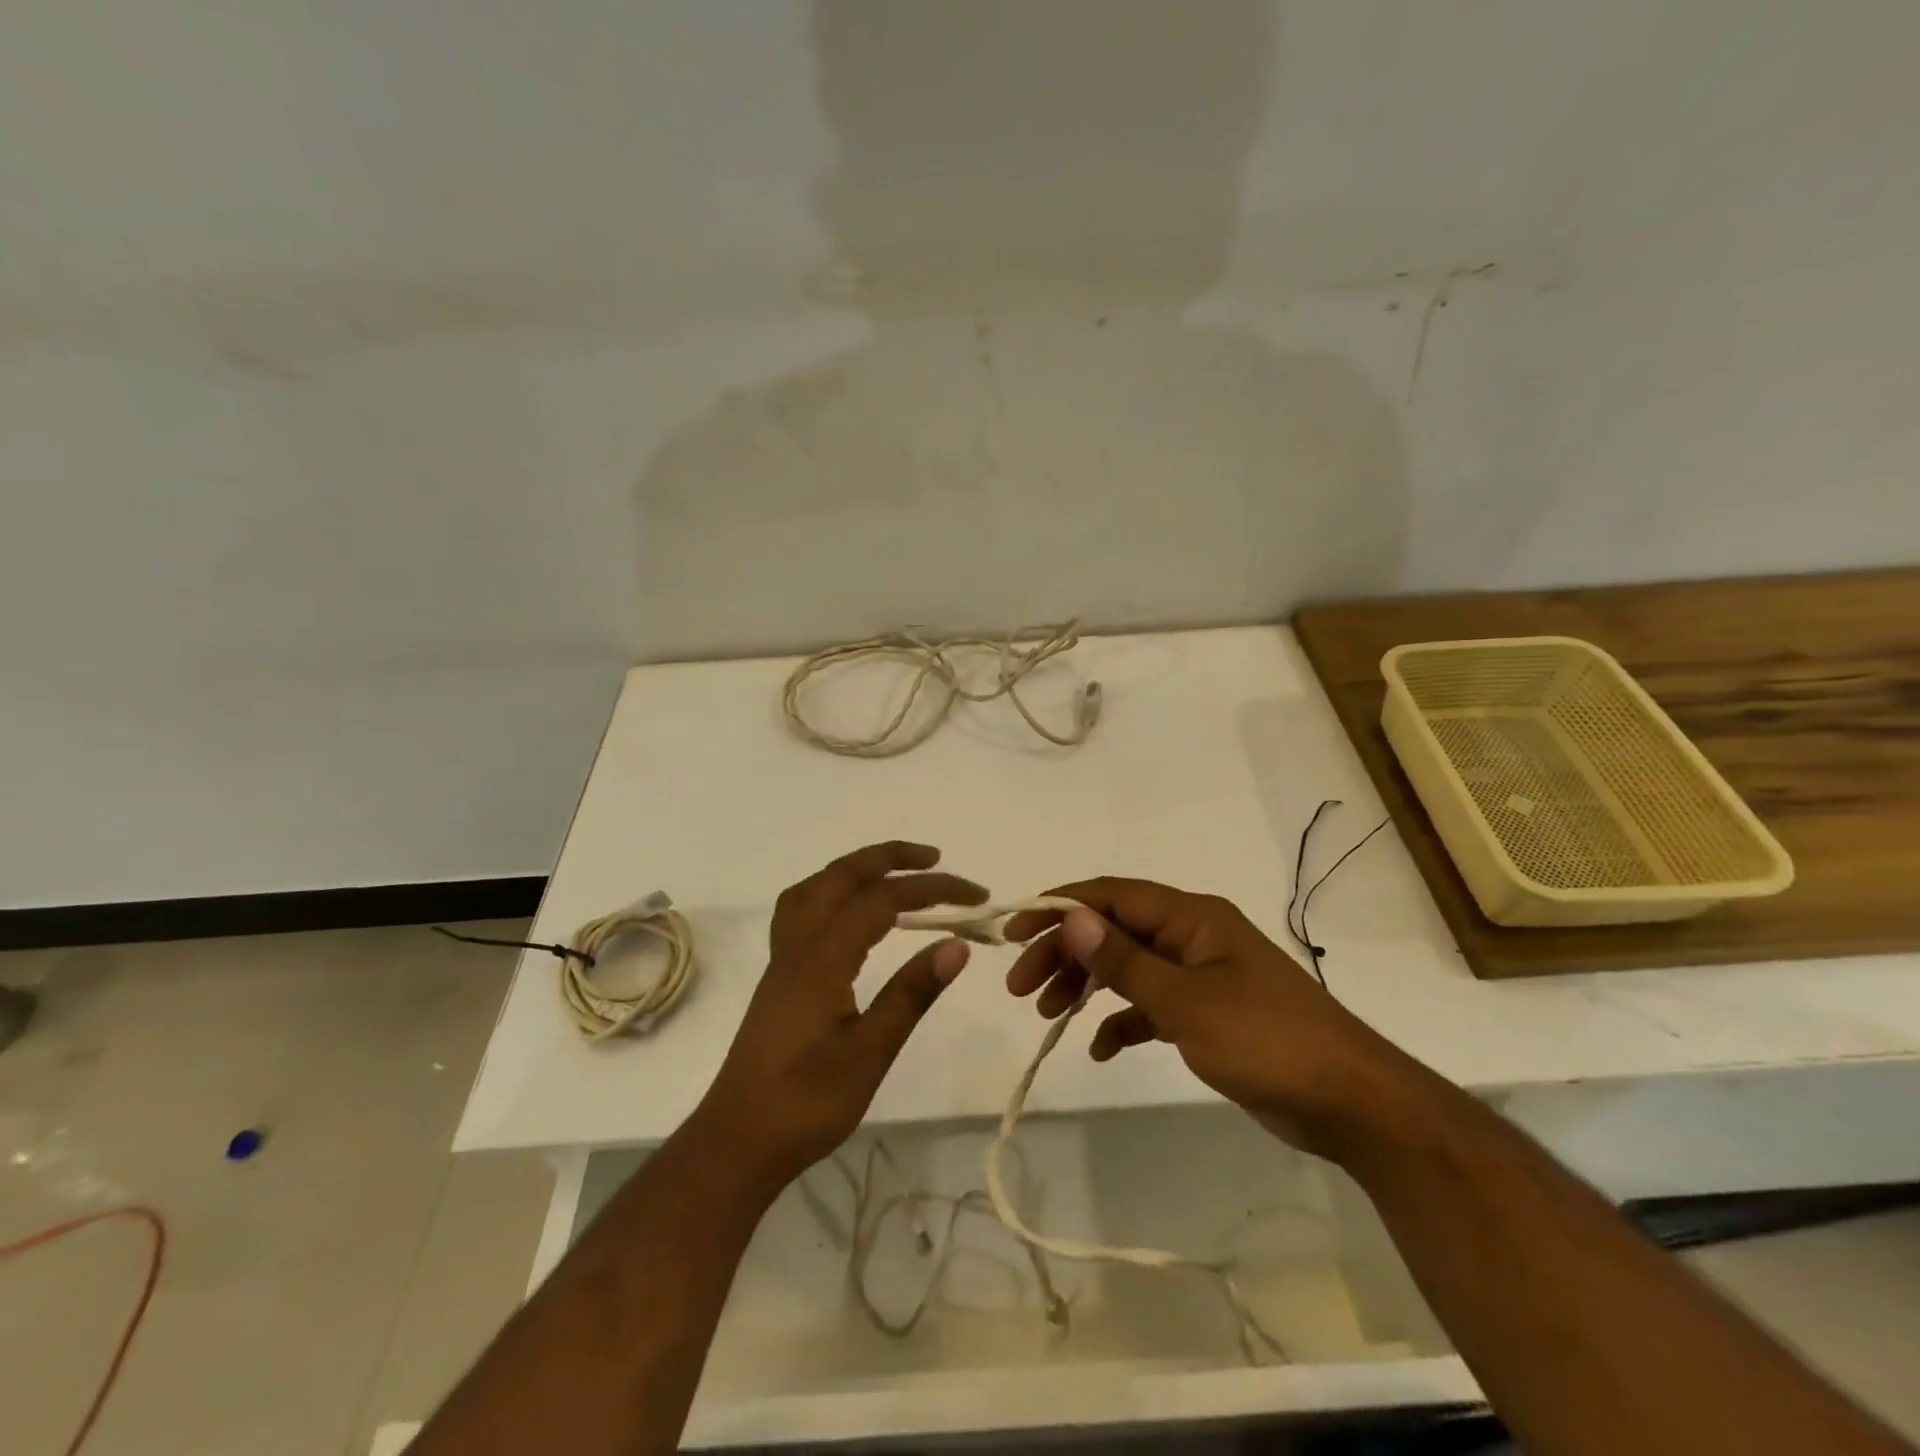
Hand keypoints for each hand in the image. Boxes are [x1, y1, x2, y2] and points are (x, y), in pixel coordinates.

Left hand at [695, 842, 984, 1192]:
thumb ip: (911, 994)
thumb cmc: (806, 1104)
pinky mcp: (780, 975)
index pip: (881, 900)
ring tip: (896, 875)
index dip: (931, 890)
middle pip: (841, 875)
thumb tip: (957, 945)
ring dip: (858, 868)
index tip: (975, 898)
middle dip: (891, 858)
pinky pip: (803, 909)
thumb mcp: (869, 1054)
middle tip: (937, 861)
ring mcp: (783, 959)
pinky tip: (851, 913)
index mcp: (821, 959)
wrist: (737, 1142)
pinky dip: (834, 892)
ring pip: (817, 887)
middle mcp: (798, 945)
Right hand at [1004, 878, 1419, 1159]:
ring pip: (1126, 966)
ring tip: (1047, 1015)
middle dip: (1064, 952)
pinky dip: (1121, 1020)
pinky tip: (1099, 1048)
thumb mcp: (1185, 1001)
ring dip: (1086, 985)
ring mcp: (1200, 974)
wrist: (1351, 1104)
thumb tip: (1071, 916)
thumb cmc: (1266, 1040)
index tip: (1013, 934)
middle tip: (1020, 988)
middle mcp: (1191, 935)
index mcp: (1190, 916)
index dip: (1058, 908)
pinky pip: (1150, 1005)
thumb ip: (1124, 960)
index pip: (1110, 895)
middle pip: (1112, 930)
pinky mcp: (1207, 1013)